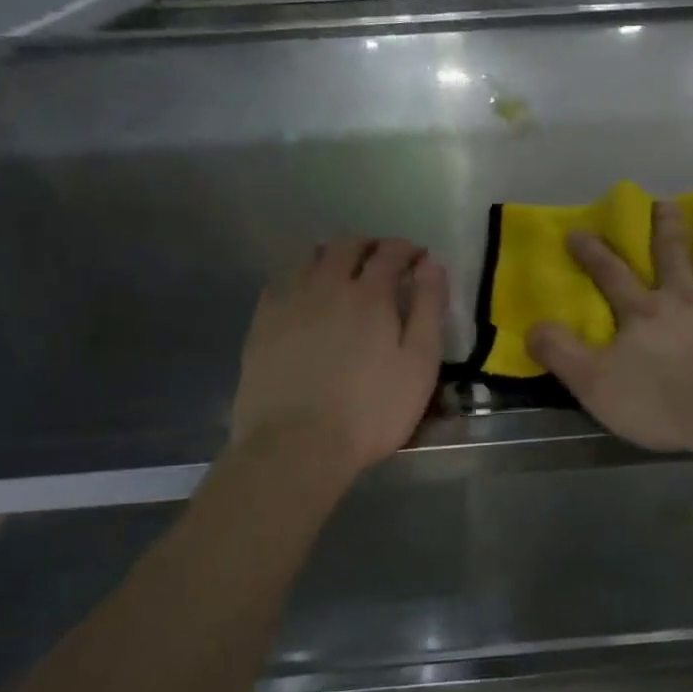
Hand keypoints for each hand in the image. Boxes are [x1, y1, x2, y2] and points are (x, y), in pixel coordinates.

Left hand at [230, 237, 445, 475]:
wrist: (296, 446)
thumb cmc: (372, 409)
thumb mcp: (419, 363)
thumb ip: (428, 309)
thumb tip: (431, 265)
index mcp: (370, 294)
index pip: (390, 252)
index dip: (408, 249)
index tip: (419, 258)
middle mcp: (327, 286)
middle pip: (347, 245)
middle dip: (370, 245)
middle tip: (384, 261)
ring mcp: (289, 303)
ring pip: (310, 258)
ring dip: (333, 257)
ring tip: (345, 275)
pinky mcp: (261, 325)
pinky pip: (281, 283)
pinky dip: (301, 279)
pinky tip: (306, 298)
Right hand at [526, 200, 692, 458]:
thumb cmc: (661, 403)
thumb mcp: (596, 384)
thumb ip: (562, 354)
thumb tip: (532, 326)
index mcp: (643, 312)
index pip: (610, 275)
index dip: (591, 253)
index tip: (578, 230)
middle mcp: (682, 296)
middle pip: (671, 254)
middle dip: (664, 227)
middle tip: (664, 201)